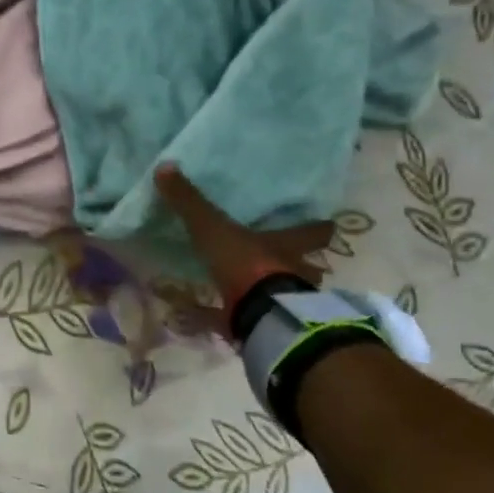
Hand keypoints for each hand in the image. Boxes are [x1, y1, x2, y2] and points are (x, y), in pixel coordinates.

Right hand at [154, 164, 334, 321]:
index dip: (319, 228)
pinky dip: (229, 319)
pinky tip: (213, 319)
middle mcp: (291, 272)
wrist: (259, 315)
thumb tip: (165, 165)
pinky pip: (246, 320)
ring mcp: (281, 303)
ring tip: (254, 290)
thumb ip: (190, 202)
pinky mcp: (262, 326)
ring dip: (273, 292)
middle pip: (306, 266)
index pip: (312, 232)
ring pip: (285, 295)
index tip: (328, 225)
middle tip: (289, 260)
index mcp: (285, 245)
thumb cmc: (246, 263)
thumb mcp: (213, 228)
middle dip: (301, 264)